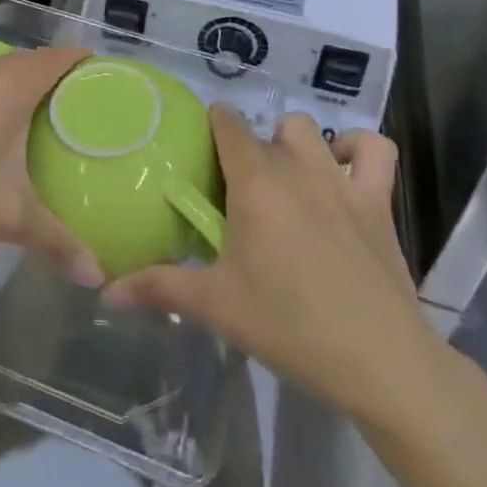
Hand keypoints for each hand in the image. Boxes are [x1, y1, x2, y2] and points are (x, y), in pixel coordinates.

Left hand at [0, 45, 103, 287]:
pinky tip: (4, 128)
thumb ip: (58, 242)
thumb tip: (99, 277)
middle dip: (61, 73)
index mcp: (12, 88)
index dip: (86, 60)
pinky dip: (3, 94)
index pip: (58, 58)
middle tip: (89, 100)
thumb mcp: (9, 218)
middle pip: (33, 60)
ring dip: (29, 82)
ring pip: (4, 72)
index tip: (112, 76)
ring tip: (53, 112)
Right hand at [103, 108, 443, 427]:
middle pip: (263, 132)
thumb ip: (159, 289)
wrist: (381, 363)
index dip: (210, 127)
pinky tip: (341, 172)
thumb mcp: (217, 306)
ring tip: (284, 180)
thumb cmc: (291, 327)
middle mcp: (296, 167)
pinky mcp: (378, 201)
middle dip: (247, 151)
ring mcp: (342, 180)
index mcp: (254, 183)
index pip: (227, 124)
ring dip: (293, 144)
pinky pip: (374, 150)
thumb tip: (105, 293)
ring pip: (310, 130)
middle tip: (237, 192)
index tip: (199, 152)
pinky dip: (357, 150)